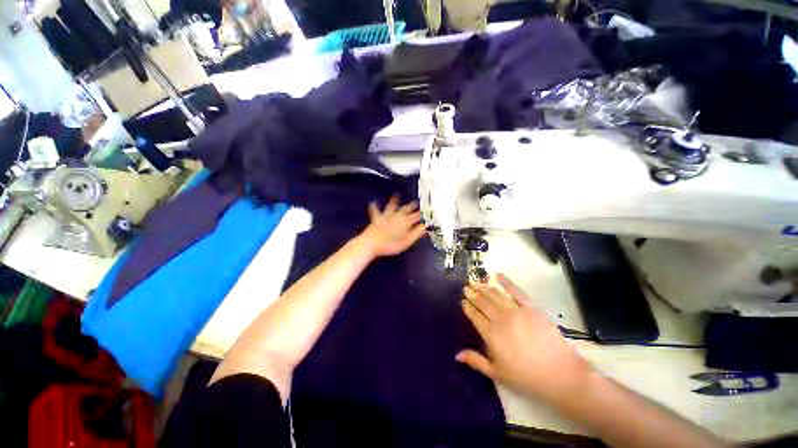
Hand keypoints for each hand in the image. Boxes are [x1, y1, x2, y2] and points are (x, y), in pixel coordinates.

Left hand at [358, 195, 426, 257]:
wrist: (372, 242)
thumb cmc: (391, 244)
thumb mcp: (407, 241)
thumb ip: (417, 233)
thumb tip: (426, 226)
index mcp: (406, 221)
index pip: (417, 216)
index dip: (422, 214)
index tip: (427, 212)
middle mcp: (397, 215)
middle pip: (406, 209)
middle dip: (412, 205)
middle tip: (416, 202)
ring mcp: (386, 216)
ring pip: (392, 206)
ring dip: (394, 201)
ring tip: (396, 195)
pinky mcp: (376, 218)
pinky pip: (375, 211)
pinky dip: (374, 207)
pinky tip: (373, 202)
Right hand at [457, 274, 592, 403]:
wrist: (559, 373)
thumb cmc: (526, 376)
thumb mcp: (497, 374)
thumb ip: (476, 361)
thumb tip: (457, 355)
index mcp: (491, 334)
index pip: (475, 316)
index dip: (468, 308)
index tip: (462, 300)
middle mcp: (500, 319)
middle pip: (483, 303)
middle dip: (473, 294)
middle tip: (466, 287)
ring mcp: (516, 311)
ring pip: (495, 295)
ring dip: (483, 287)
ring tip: (475, 282)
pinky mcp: (530, 308)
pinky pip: (516, 291)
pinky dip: (506, 282)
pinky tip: (498, 275)